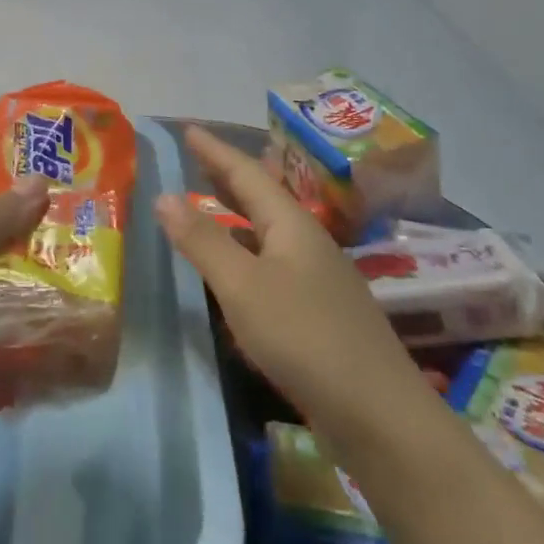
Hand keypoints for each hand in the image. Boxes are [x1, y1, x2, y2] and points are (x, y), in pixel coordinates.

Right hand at [155, 127, 427, 436]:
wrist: (379, 415)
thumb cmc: (304, 338)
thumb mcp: (242, 286)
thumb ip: (203, 240)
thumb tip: (164, 194)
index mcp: (292, 225)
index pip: (248, 173)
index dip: (216, 151)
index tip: (189, 128)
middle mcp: (308, 243)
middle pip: (263, 196)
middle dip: (228, 174)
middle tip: (196, 157)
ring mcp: (318, 277)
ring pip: (270, 229)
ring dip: (239, 211)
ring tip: (212, 200)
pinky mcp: (320, 311)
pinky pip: (274, 260)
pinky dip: (248, 247)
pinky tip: (238, 265)